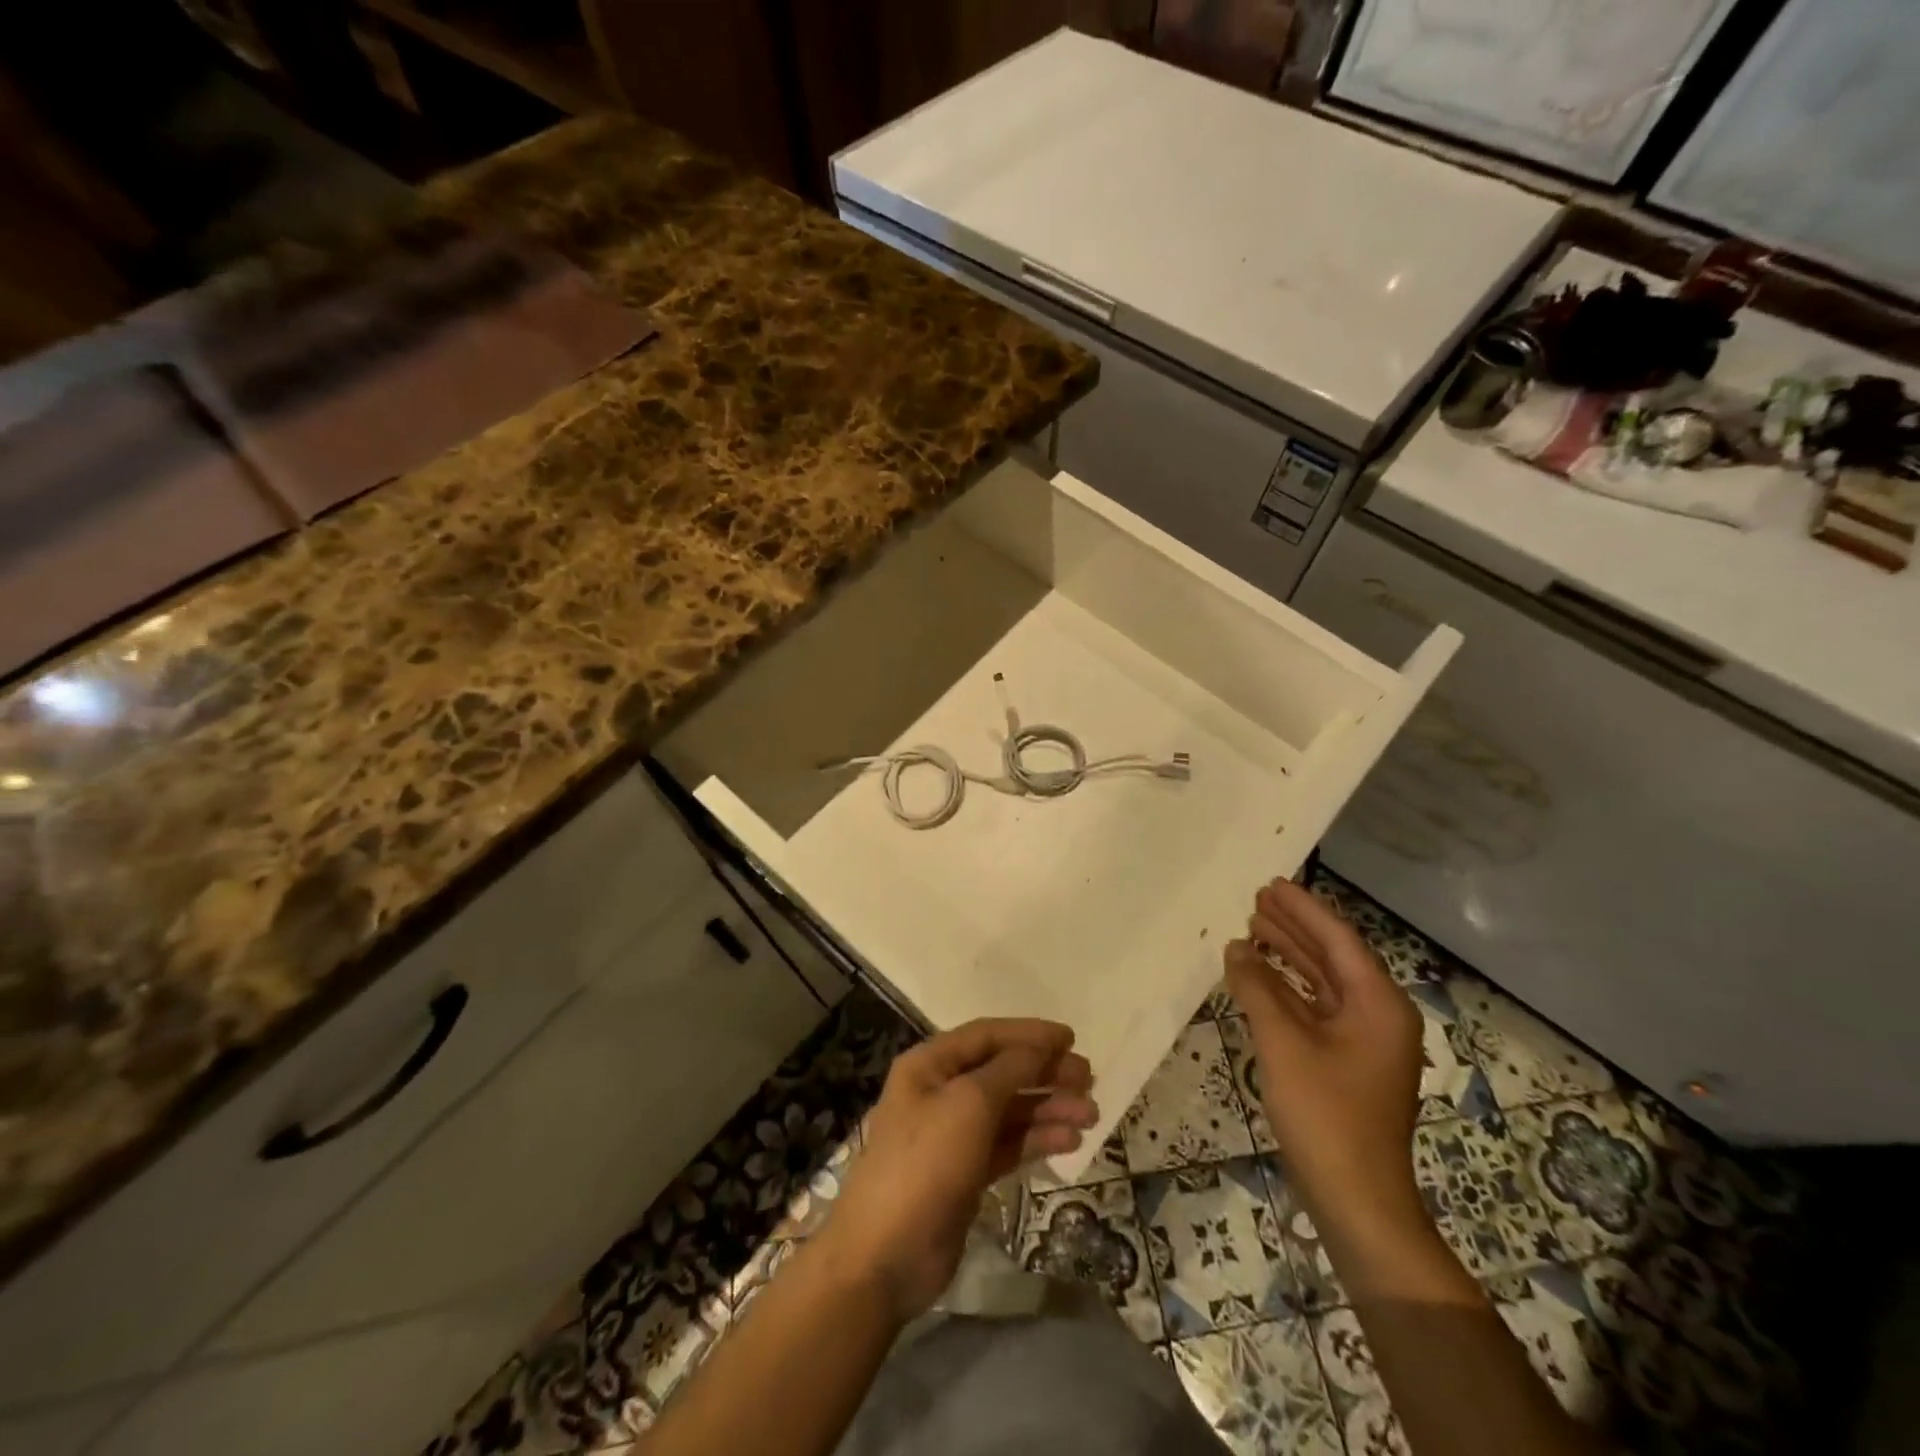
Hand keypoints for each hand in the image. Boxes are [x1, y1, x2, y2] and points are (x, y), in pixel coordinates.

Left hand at [816, 1019, 1097, 1321]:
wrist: (886, 1255)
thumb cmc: (925, 1162)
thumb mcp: (969, 1103)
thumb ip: (1009, 1069)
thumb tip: (1039, 1046)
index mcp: (930, 1065)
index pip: (986, 1035)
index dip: (1029, 1034)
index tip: (1071, 1038)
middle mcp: (940, 1092)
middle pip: (1001, 1071)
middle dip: (1044, 1071)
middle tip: (1088, 1079)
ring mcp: (953, 1135)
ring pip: (1009, 1110)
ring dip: (1048, 1107)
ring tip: (1090, 1115)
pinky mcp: (967, 1173)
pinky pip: (1008, 1144)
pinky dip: (1037, 1139)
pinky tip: (1069, 1140)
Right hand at [1225, 877, 1424, 1236]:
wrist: (1357, 1200)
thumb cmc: (1326, 1115)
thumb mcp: (1284, 1044)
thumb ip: (1257, 989)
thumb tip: (1237, 948)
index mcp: (1378, 1005)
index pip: (1338, 940)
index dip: (1303, 910)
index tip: (1271, 884)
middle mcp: (1378, 1016)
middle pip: (1333, 957)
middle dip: (1295, 928)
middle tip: (1256, 899)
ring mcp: (1363, 1042)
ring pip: (1323, 983)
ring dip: (1289, 956)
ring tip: (1252, 929)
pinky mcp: (1345, 1063)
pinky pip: (1315, 1009)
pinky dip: (1287, 990)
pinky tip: (1257, 979)